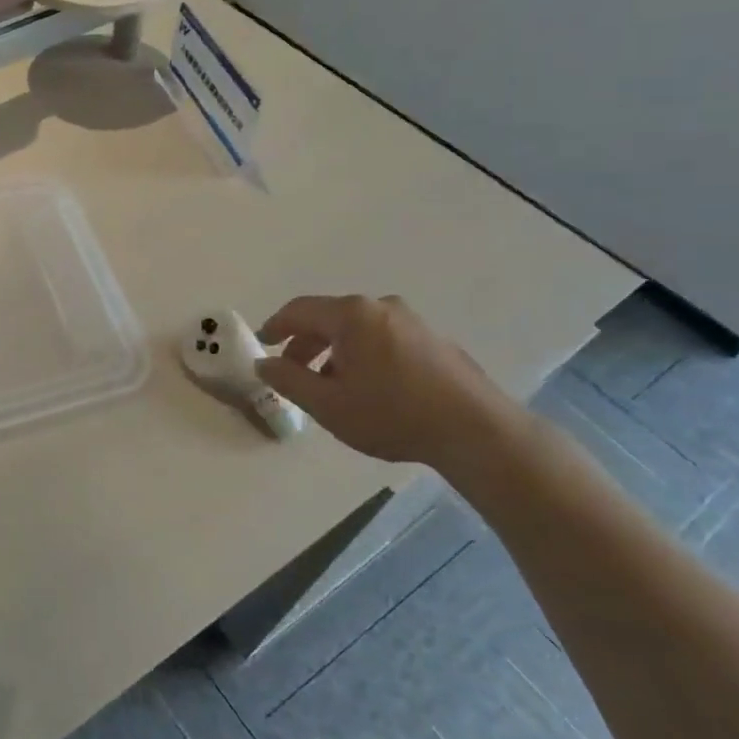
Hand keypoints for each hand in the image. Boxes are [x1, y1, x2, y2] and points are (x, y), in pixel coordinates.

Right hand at [255, 295, 522, 469]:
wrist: (476, 431)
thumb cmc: (392, 414)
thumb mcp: (327, 404)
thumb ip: (288, 380)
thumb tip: (264, 363)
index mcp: (351, 315)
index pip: (299, 310)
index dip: (275, 326)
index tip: (262, 344)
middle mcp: (381, 307)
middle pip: (329, 318)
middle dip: (305, 343)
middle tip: (291, 372)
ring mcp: (412, 321)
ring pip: (358, 329)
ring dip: (335, 352)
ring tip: (329, 386)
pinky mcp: (434, 340)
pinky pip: (383, 338)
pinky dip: (363, 355)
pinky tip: (368, 388)